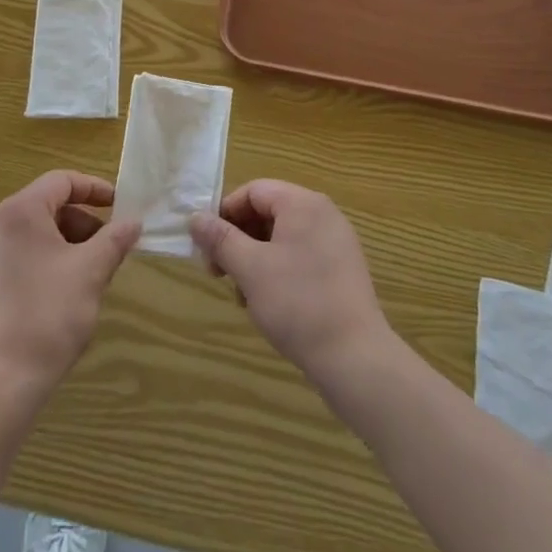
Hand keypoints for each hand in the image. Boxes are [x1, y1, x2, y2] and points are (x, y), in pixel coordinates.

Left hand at [0, 170, 140, 402]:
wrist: (1, 380)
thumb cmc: (49, 313)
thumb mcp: (91, 271)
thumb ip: (115, 240)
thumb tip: (133, 222)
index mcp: (20, 211)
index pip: (62, 181)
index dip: (94, 189)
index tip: (120, 206)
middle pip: (48, 206)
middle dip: (83, 223)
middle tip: (109, 248)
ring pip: (35, 233)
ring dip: (67, 243)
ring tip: (91, 273)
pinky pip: (21, 255)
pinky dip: (47, 260)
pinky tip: (64, 291)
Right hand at [191, 180, 394, 383]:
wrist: (357, 360)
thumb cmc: (299, 304)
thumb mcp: (250, 269)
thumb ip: (221, 239)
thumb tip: (195, 218)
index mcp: (303, 204)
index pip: (253, 191)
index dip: (225, 214)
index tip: (208, 248)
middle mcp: (323, 214)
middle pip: (268, 212)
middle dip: (239, 240)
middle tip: (219, 274)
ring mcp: (336, 243)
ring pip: (282, 238)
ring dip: (255, 259)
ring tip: (244, 296)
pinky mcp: (342, 271)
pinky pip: (300, 256)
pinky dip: (278, 271)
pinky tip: (269, 304)